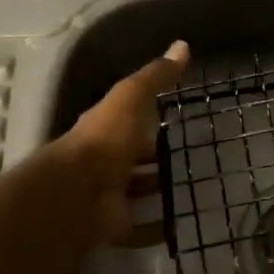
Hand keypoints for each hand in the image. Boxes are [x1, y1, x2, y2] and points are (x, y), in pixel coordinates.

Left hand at [59, 40, 190, 246]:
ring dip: (157, 190)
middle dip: (155, 158)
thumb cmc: (107, 138)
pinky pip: (139, 227)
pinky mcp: (114, 225)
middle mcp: (105, 161)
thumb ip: (156, 76)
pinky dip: (157, 228)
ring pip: (136, 191)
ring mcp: (108, 195)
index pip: (130, 120)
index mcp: (106, 128)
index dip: (149, 119)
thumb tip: (182, 45)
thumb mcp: (132, 97)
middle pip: (133, 158)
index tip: (176, 119)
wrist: (79, 194)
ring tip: (194, 189)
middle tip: (192, 157)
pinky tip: (179, 227)